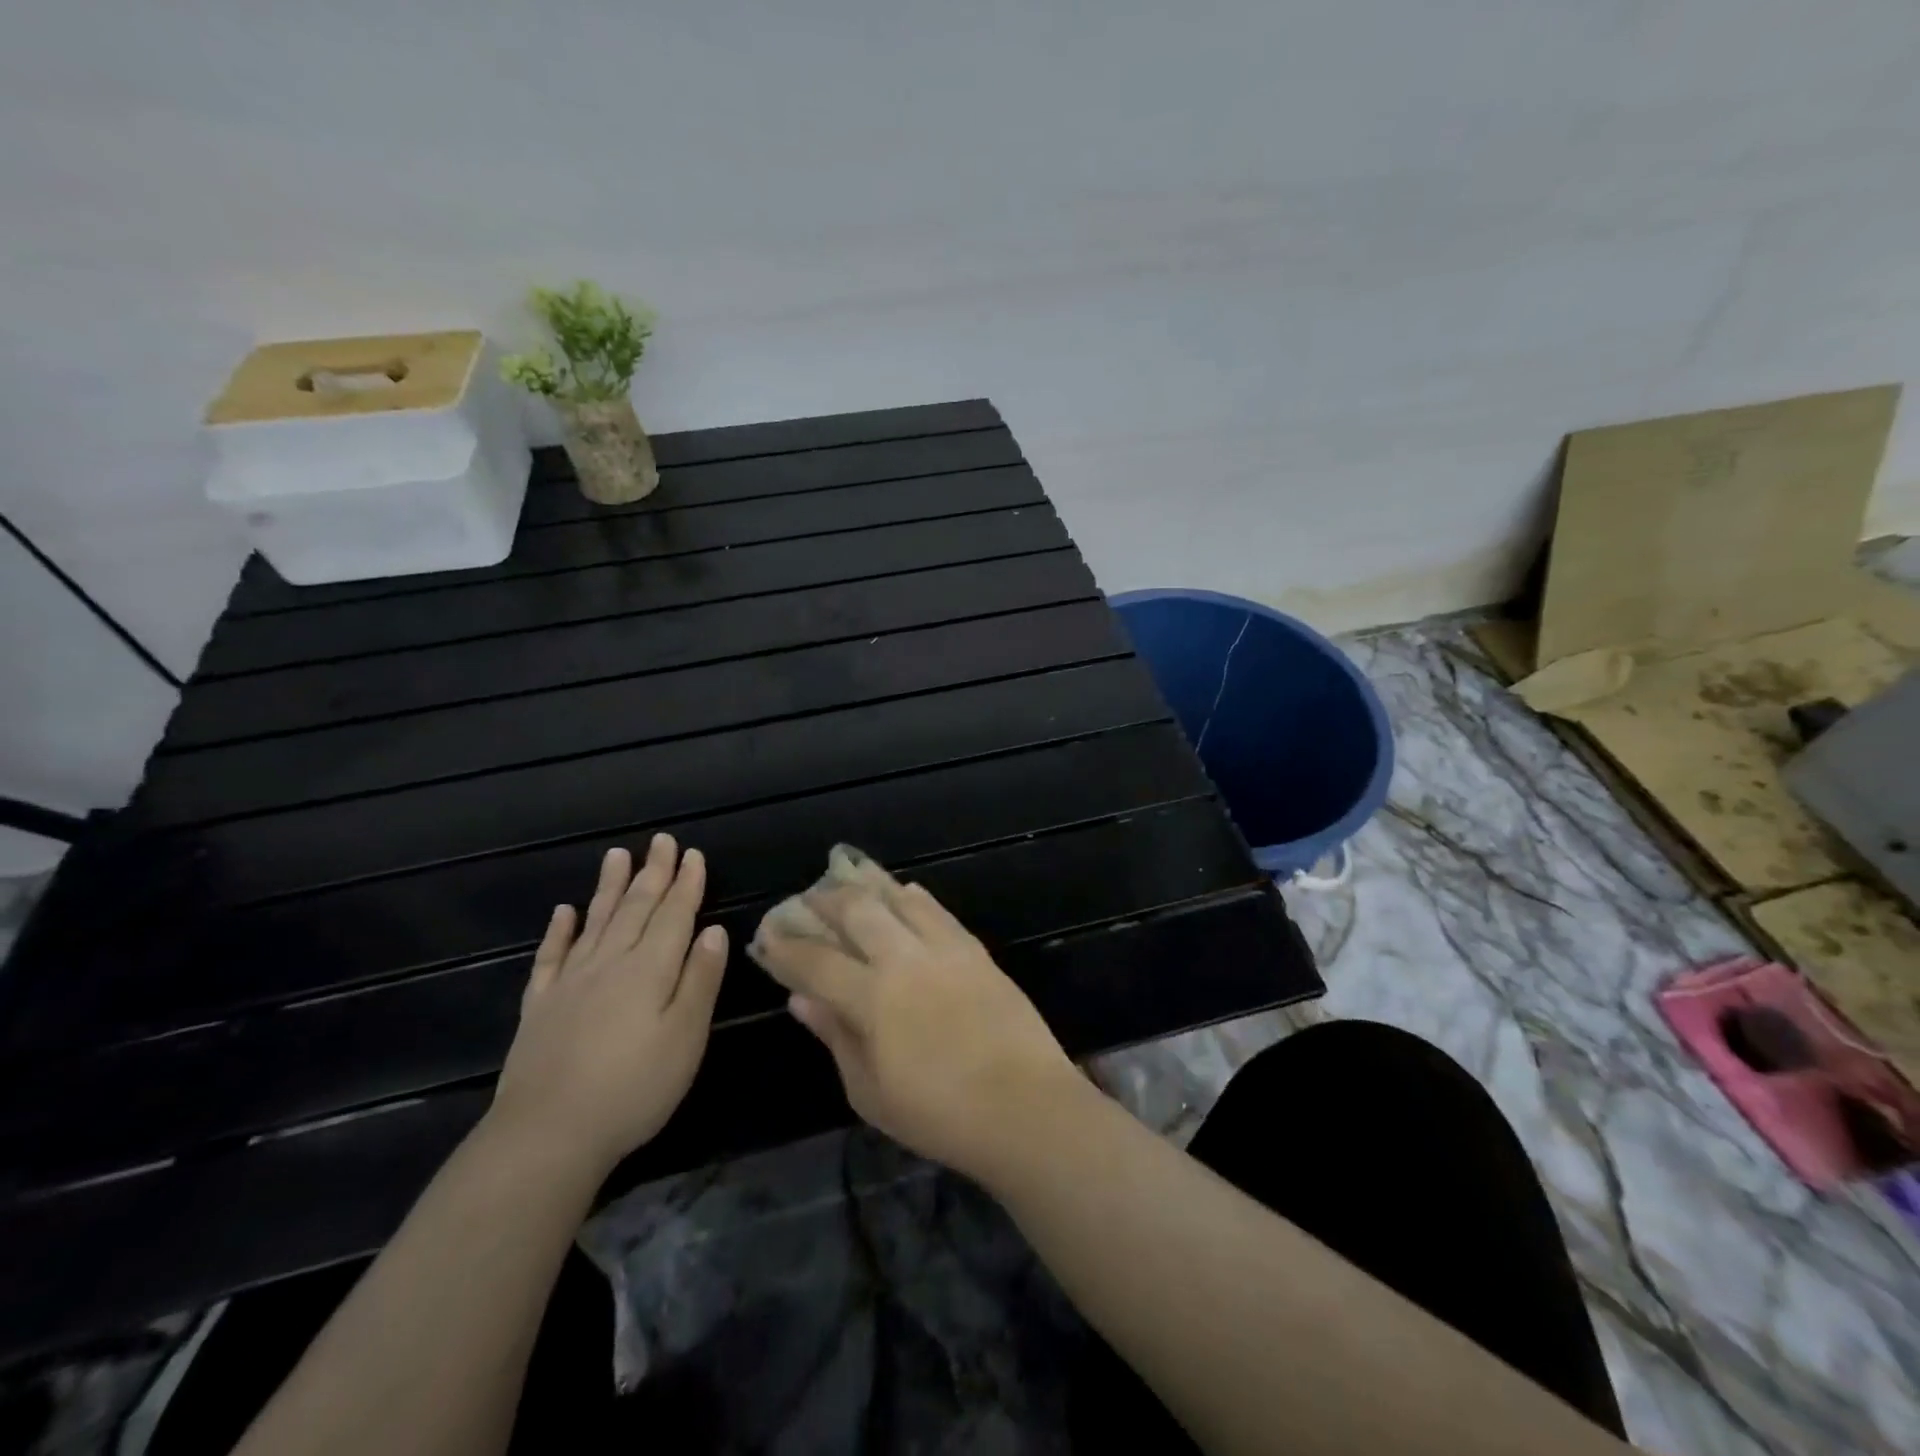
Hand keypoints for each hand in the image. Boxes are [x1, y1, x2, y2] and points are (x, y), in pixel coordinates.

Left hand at [490, 835, 726, 1177]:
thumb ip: (700, 981)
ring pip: (596, 922)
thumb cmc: (633, 1089)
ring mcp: (570, 982)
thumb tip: (714, 932)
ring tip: (617, 855)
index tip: (693, 854)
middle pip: (636, 909)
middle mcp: (610, 963)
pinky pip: (551, 957)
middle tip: (661, 841)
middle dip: (653, 873)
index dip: (686, 884)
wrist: (547, 1135)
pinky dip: (559, 931)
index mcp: (650, 969)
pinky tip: (564, 912)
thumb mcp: (685, 1038)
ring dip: (609, 887)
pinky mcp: (541, 1006)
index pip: (674, 915)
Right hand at [750, 875, 1079, 1181]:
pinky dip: (914, 896)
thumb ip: (835, 1036)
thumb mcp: (870, 1092)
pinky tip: (904, 890)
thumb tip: (800, 998)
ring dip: (868, 884)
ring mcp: (943, 948)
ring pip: (898, 898)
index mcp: (872, 998)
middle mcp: (904, 959)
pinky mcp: (974, 948)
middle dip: (824, 900)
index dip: (786, 946)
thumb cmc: (939, 1114)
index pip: (816, 961)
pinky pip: (938, 909)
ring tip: (847, 874)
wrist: (1024, 1106)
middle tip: (806, 898)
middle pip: (856, 911)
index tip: (767, 935)